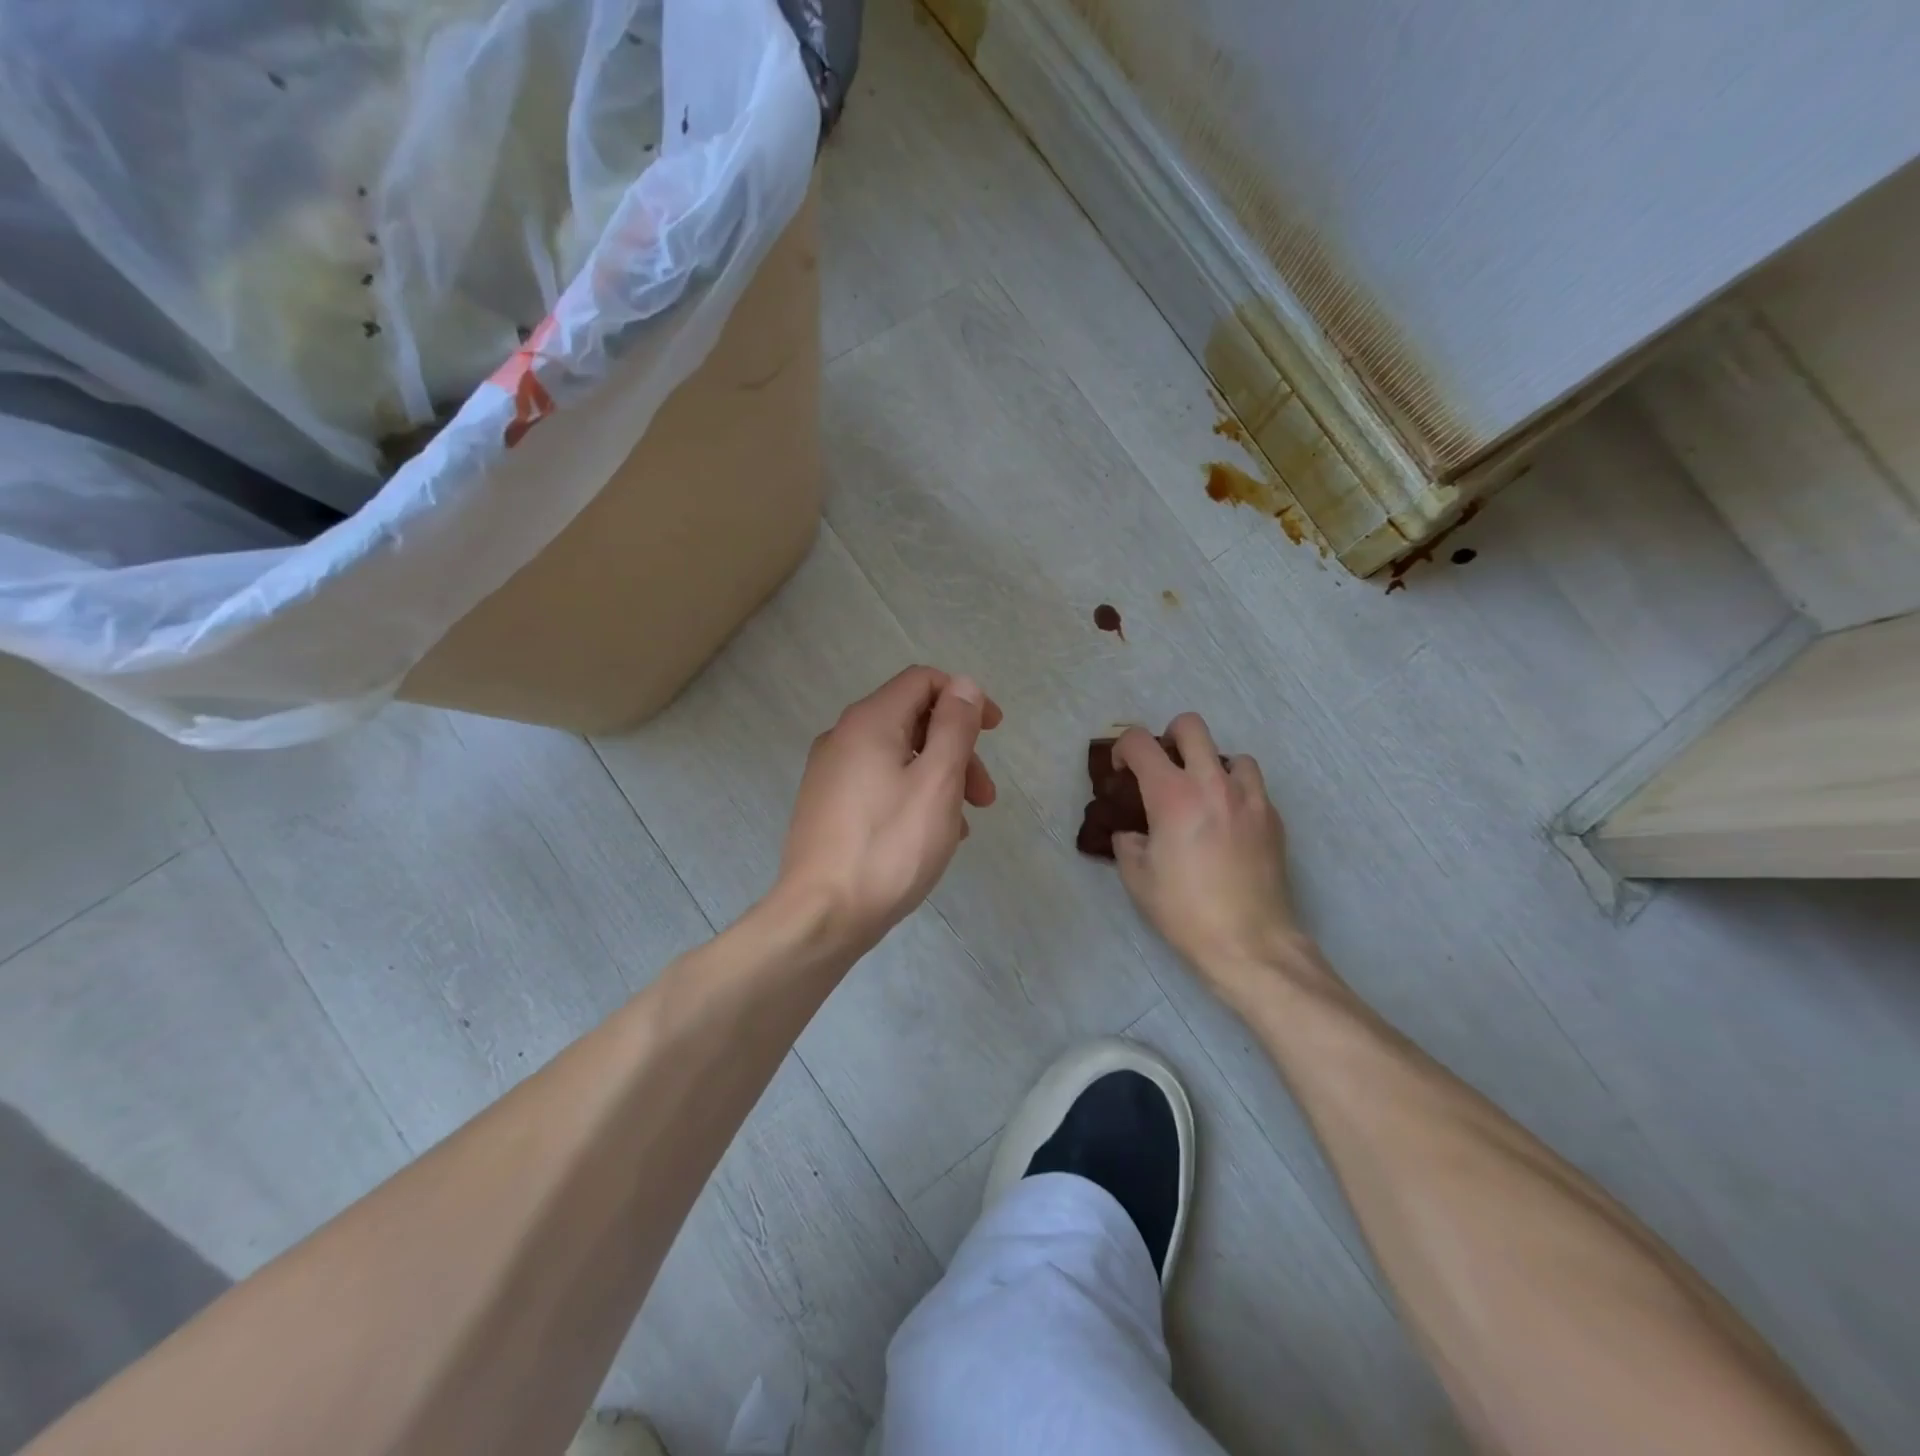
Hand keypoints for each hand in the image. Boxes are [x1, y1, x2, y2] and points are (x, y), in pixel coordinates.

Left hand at [775, 666, 1002, 952]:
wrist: (821, 915)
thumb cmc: (889, 846)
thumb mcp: (937, 781)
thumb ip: (954, 727)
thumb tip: (963, 685)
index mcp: (869, 722)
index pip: (922, 681)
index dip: (964, 697)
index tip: (994, 732)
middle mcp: (843, 737)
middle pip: (912, 720)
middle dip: (957, 748)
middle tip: (985, 797)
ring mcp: (830, 774)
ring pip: (898, 757)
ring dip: (939, 778)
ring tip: (962, 825)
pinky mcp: (826, 806)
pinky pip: (879, 784)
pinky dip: (912, 796)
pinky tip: (930, 836)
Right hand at [1111, 715, 1304, 1004]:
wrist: (1249, 943)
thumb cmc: (1185, 911)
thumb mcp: (1136, 878)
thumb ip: (1128, 841)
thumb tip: (1133, 831)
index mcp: (1173, 795)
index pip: (1141, 743)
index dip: (1123, 748)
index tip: (1123, 771)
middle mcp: (1213, 784)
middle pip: (1191, 727)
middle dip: (1169, 737)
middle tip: (1163, 769)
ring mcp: (1250, 799)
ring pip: (1231, 754)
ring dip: (1211, 765)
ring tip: (1202, 797)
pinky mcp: (1273, 819)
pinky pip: (1252, 787)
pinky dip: (1235, 792)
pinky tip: (1226, 824)